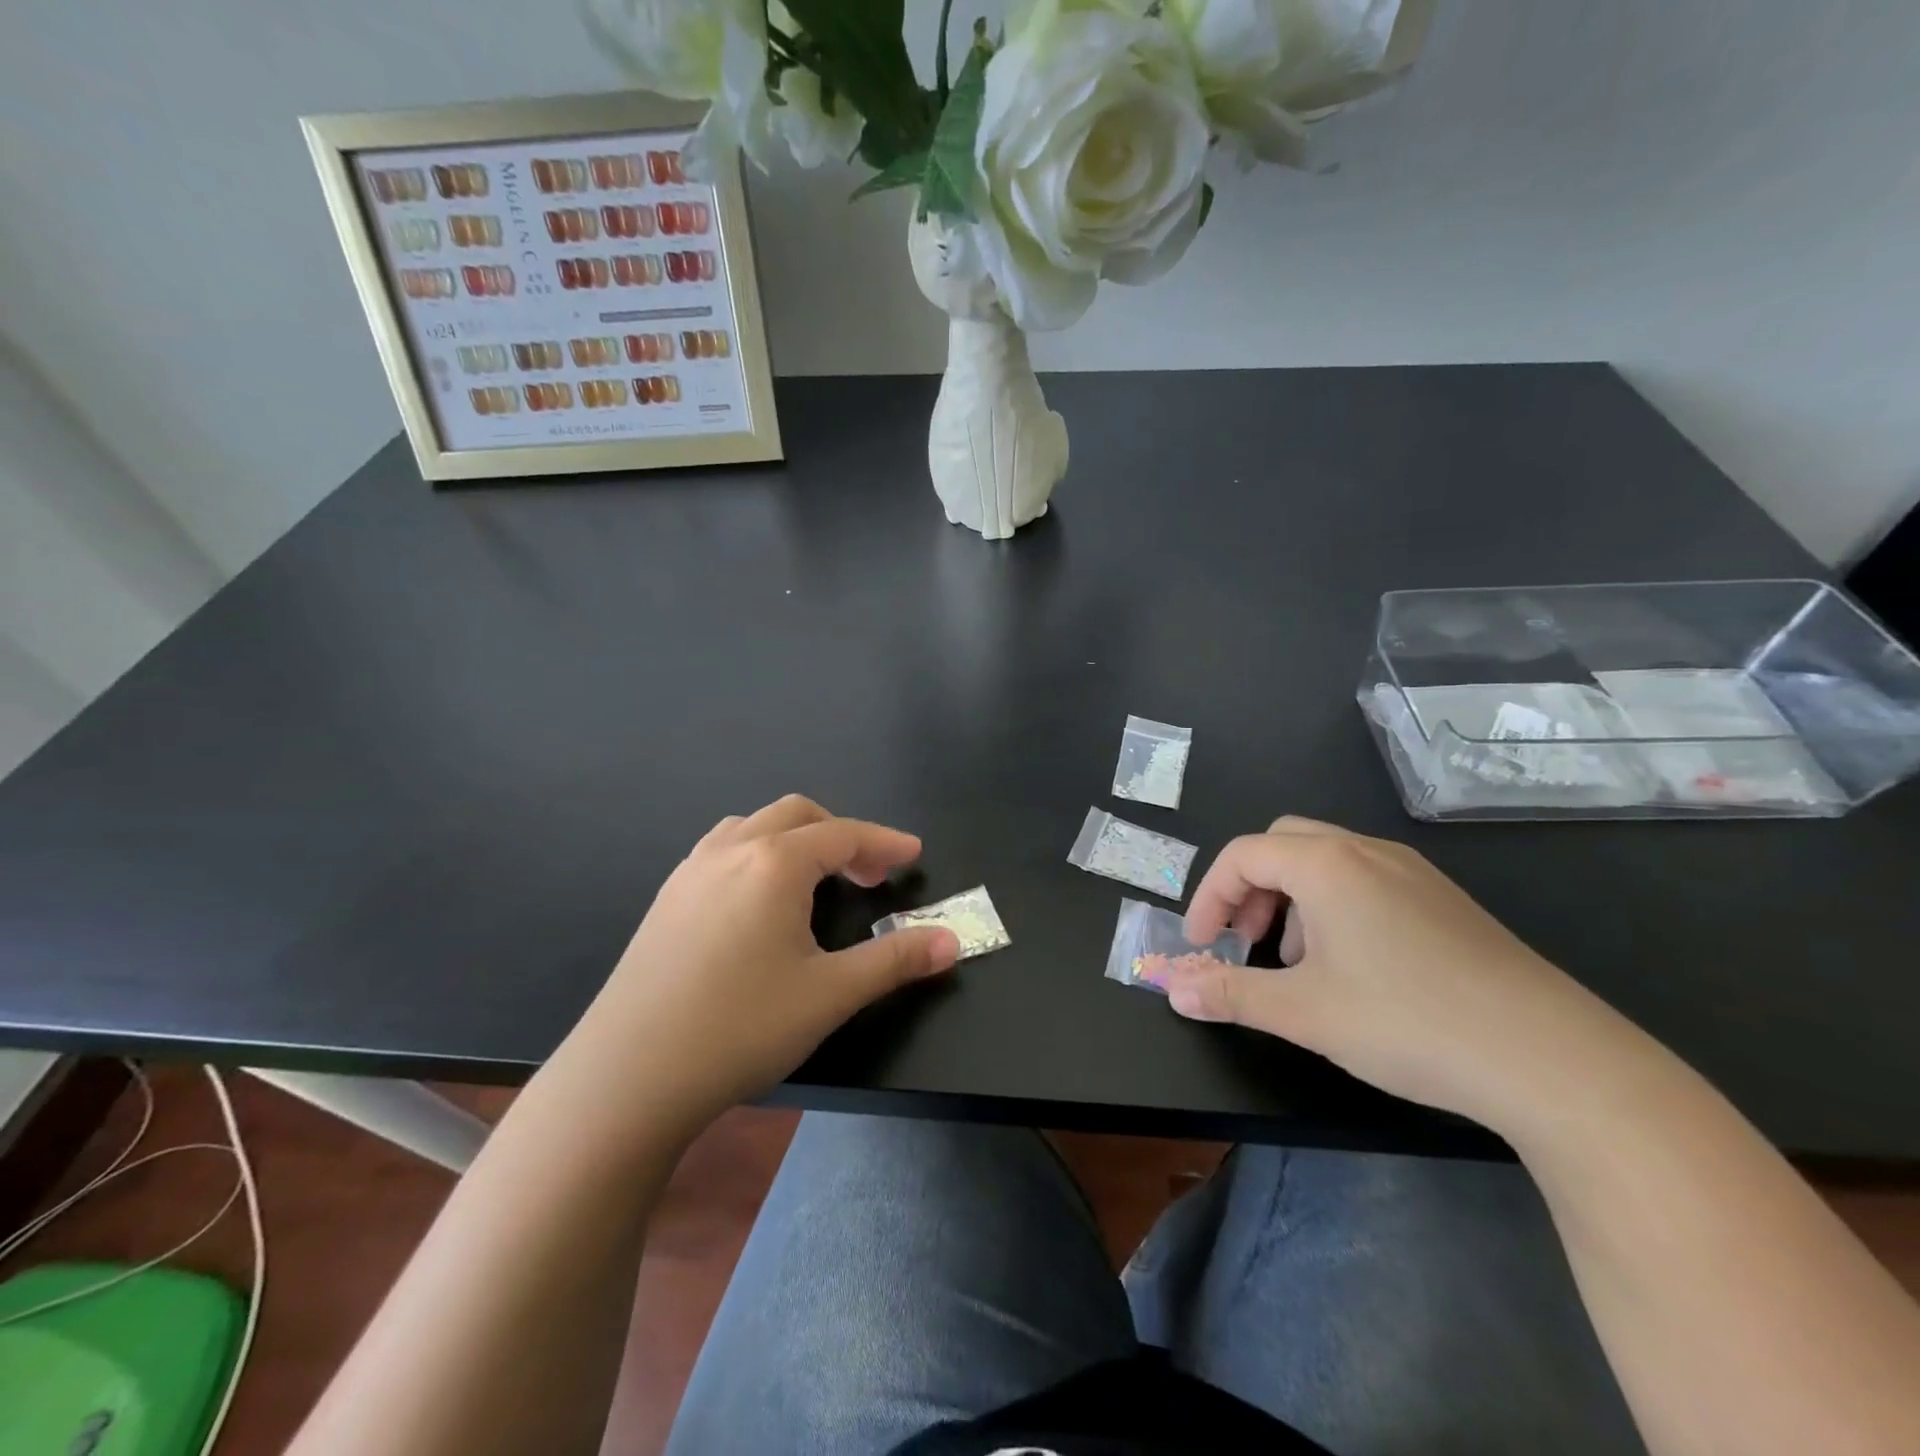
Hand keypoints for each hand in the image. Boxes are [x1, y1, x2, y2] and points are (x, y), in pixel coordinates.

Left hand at [562, 796, 958, 1134]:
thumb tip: (953, 941)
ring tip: (815, 880)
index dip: (884, 842)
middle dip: (841, 835)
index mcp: (774, 863)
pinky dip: (757, 854)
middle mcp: (730, 851)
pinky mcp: (665, 900)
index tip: (913, 854)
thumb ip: (896, 960)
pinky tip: (758, 903)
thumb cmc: (740, 1027)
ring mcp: (690, 872)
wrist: (626, 1077)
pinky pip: (721, 851)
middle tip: (869, 875)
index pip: (843, 834)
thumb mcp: (831, 994)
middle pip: (797, 815)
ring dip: (794, 839)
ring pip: (753, 826)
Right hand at [1160, 817, 1646, 1131]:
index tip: (1204, 946)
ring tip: (1298, 963)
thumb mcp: (1304, 1012)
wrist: (1557, 1061)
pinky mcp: (1446, 902)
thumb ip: (1231, 993)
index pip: (1242, 855)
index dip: (1210, 897)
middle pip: (1283, 844)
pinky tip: (1355, 969)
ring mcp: (1415, 873)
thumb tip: (1173, 989)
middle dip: (1250, 889)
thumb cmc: (1410, 1022)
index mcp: (1327, 864)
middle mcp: (1369, 852)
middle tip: (1247, 942)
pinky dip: (1334, 908)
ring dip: (1292, 899)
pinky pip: (1366, 881)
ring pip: (1327, 862)